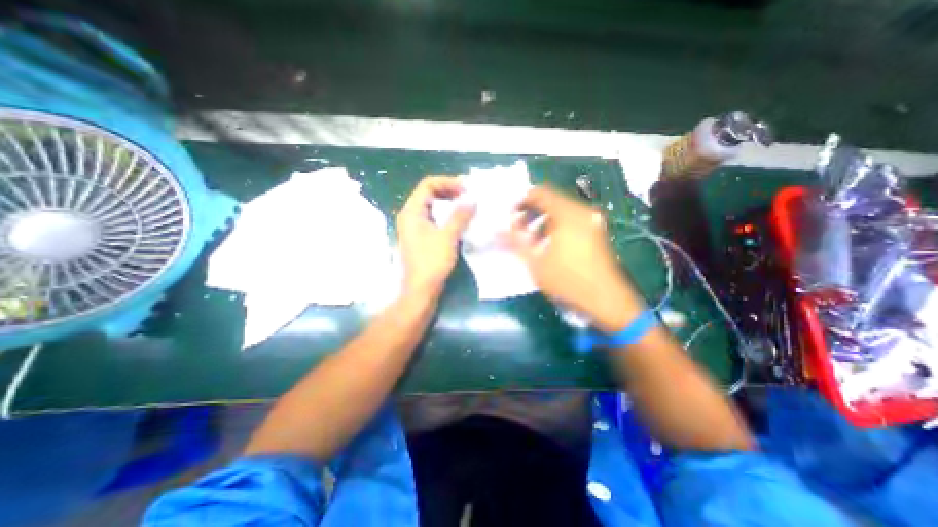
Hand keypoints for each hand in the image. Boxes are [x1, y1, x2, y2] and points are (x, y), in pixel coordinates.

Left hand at [396, 176, 475, 298]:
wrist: (420, 289)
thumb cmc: (432, 262)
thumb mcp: (448, 236)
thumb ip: (460, 215)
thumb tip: (472, 199)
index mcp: (412, 211)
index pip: (428, 185)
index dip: (448, 182)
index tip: (466, 188)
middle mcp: (410, 216)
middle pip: (429, 194)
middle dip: (449, 191)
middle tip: (468, 195)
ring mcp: (415, 227)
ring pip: (432, 207)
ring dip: (449, 204)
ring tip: (467, 206)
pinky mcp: (421, 237)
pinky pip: (434, 219)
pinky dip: (446, 216)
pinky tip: (459, 221)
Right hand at [506, 188, 645, 331]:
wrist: (606, 301)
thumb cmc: (568, 280)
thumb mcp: (535, 262)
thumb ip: (514, 242)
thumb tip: (496, 230)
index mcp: (567, 214)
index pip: (540, 193)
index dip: (521, 201)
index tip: (509, 216)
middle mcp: (582, 212)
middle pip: (550, 201)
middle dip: (530, 213)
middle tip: (517, 229)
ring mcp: (591, 222)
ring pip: (560, 212)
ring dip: (541, 221)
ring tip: (530, 240)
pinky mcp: (595, 233)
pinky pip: (571, 221)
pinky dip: (555, 227)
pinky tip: (547, 245)